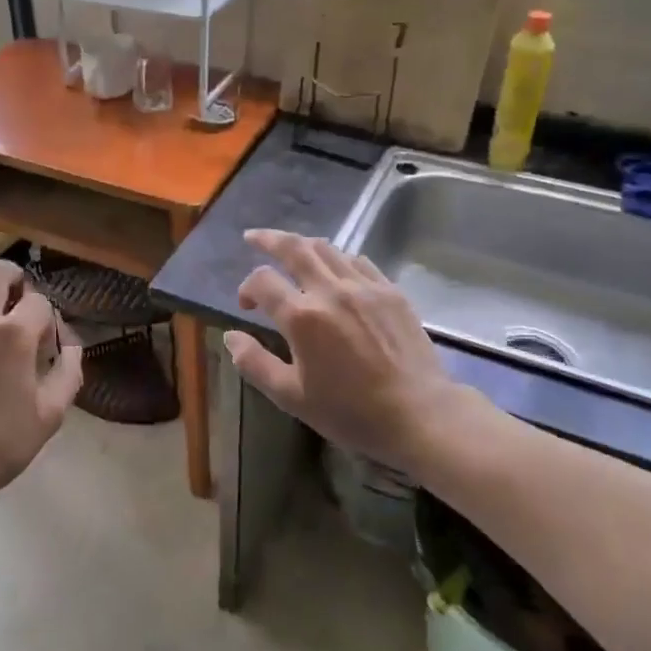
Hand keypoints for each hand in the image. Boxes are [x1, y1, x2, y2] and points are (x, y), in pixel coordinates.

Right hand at [224, 229, 494, 474]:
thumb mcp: (291, 397)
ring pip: (326, 248)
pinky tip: (335, 268)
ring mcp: (364, 287)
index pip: (262, 281)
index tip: (246, 304)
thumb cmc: (350, 411)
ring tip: (291, 248)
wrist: (419, 415)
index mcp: (301, 317)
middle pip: (293, 248)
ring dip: (302, 244)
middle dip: (268, 239)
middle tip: (253, 236)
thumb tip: (230, 337)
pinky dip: (338, 258)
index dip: (247, 288)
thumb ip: (255, 363)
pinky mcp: (390, 291)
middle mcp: (330, 291)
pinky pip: (358, 261)